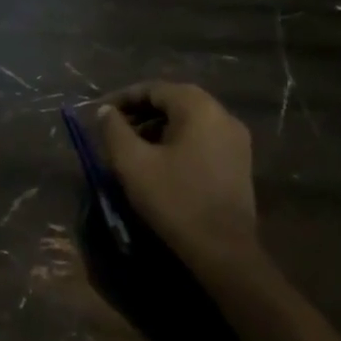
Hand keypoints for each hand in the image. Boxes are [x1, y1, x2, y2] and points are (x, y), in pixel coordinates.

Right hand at [96, 82, 255, 265]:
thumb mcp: (133, 163)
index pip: (154, 89)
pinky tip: (159, 161)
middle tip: (114, 128)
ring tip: (132, 146)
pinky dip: (177, 140)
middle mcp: (223, 115)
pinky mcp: (239, 161)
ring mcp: (236, 139)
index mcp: (199, 108)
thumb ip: (114, 130)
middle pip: (174, 101)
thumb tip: (106, 111)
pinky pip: (202, 137)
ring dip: (158, 126)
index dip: (124, 98)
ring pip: (189, 120)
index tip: (101, 112)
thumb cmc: (175, 200)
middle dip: (141, 111)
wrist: (224, 251)